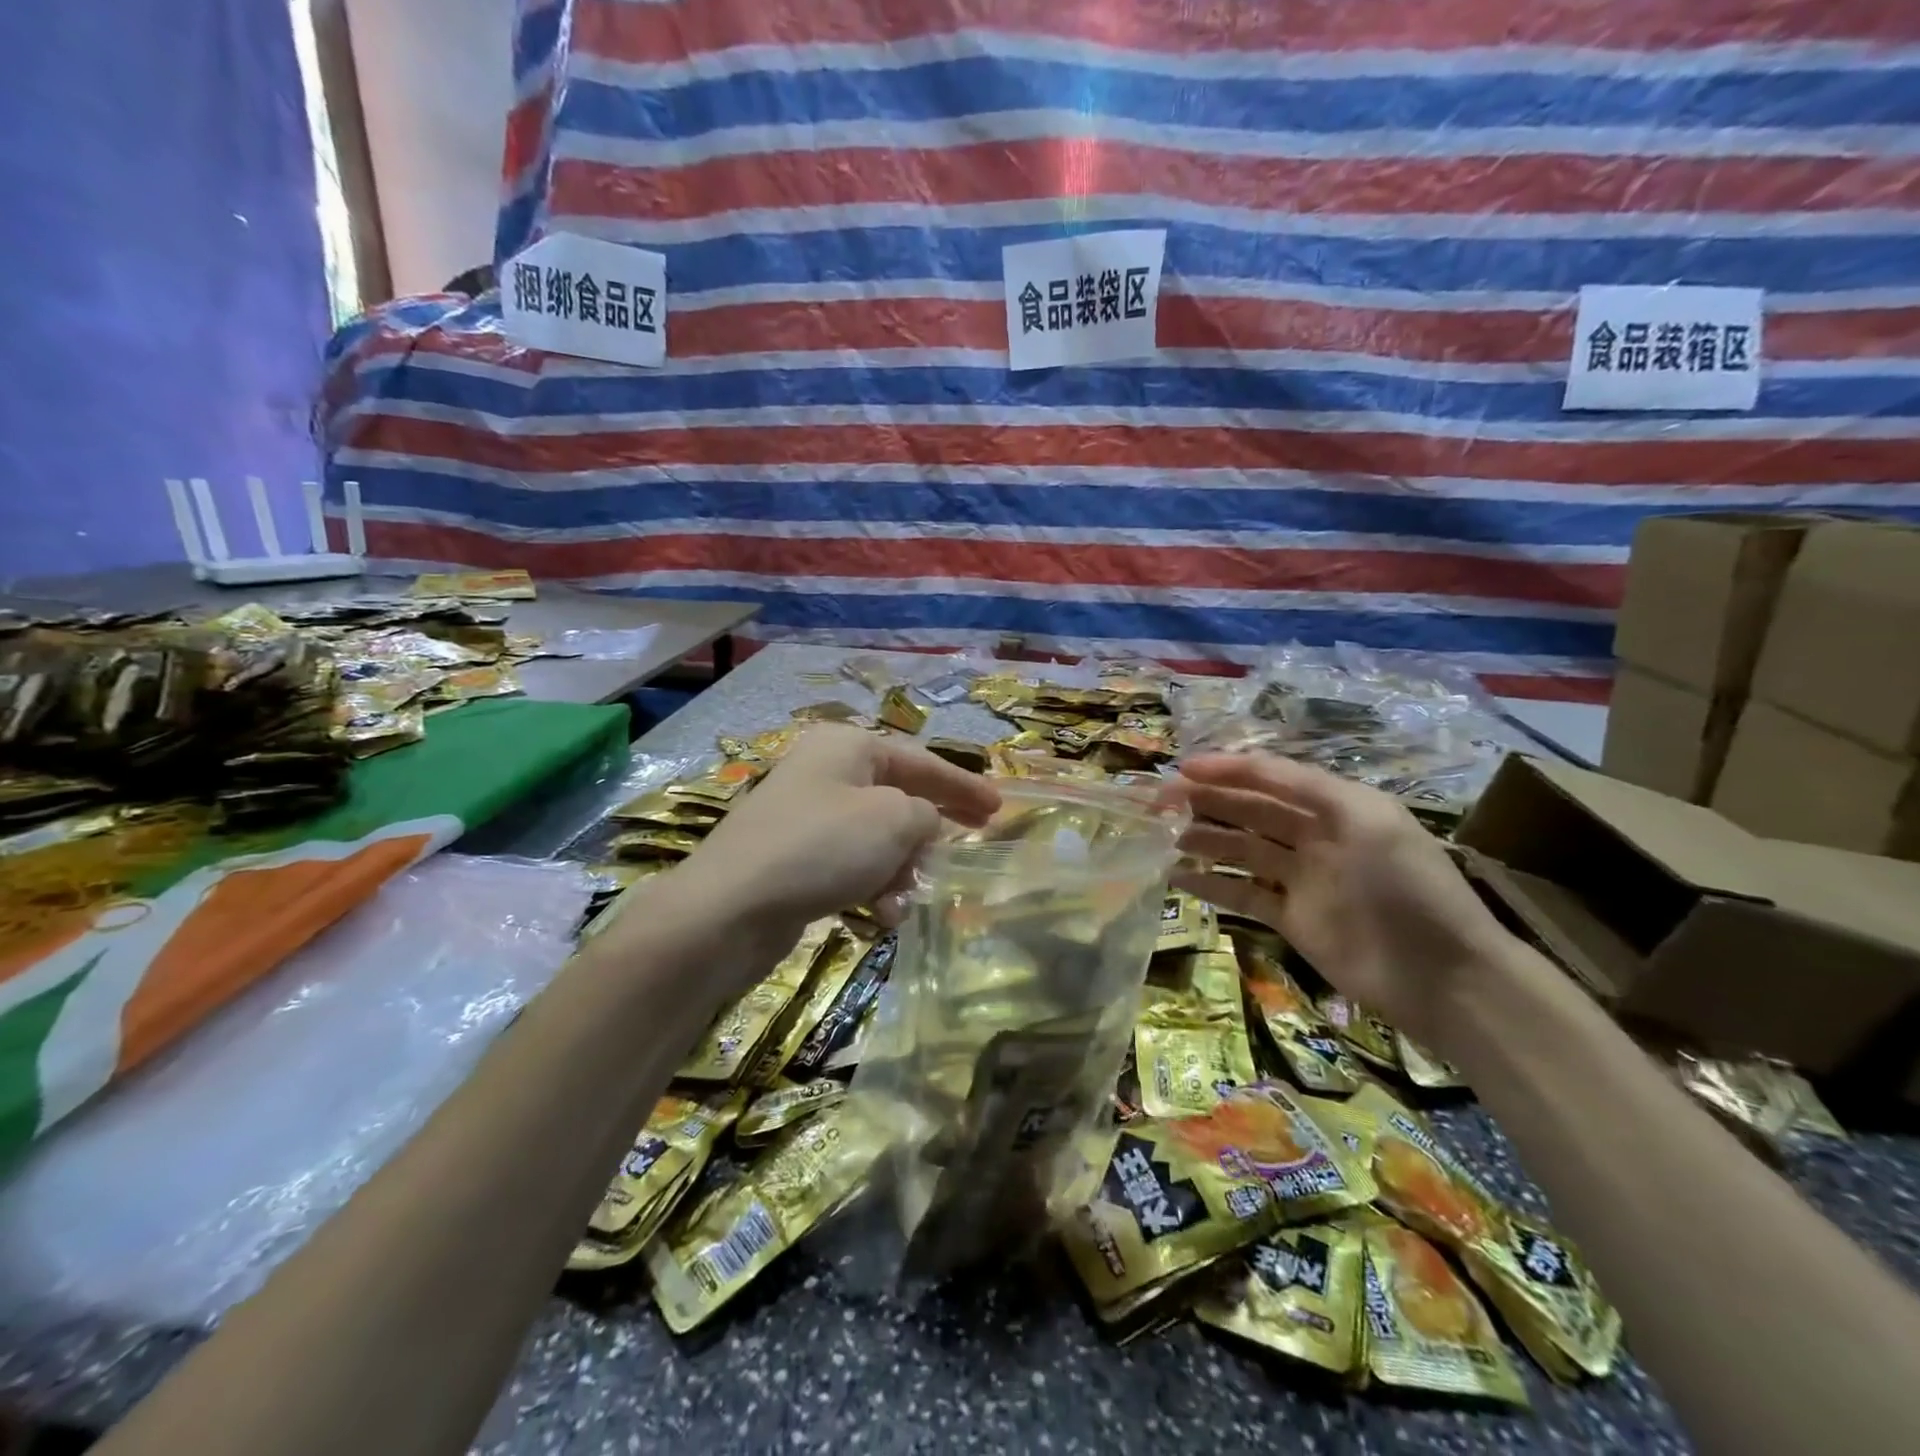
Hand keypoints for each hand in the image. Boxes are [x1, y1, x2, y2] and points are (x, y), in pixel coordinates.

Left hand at [672, 724, 1000, 944]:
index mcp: (848, 747)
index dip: (963, 786)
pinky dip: (870, 886)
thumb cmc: (822, 847)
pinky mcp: (792, 859)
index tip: (999, 808)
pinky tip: (879, 914)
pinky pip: (849, 866)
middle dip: (931, 828)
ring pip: (875, 838)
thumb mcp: (893, 820)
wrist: (729, 908)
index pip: (921, 761)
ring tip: (906, 894)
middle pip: (898, 797)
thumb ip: (926, 815)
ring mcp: (805, 817)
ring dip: (900, 867)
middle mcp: (826, 773)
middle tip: (974, 842)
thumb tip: (922, 826)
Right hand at [1171, 752, 1515, 1050]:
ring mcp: (1301, 880)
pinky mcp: (1291, 920)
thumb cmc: (1406, 886)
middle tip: (1158, 803)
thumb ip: (1305, 787)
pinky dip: (1211, 886)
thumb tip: (1242, 767)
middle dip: (1206, 801)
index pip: (1271, 777)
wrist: (1442, 976)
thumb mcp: (1366, 818)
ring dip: (1203, 840)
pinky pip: (1242, 895)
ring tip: (1163, 837)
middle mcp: (1314, 836)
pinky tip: (1178, 878)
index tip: (1182, 770)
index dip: (1227, 769)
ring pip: (1240, 850)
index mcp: (1335, 805)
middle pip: (1249, 810)